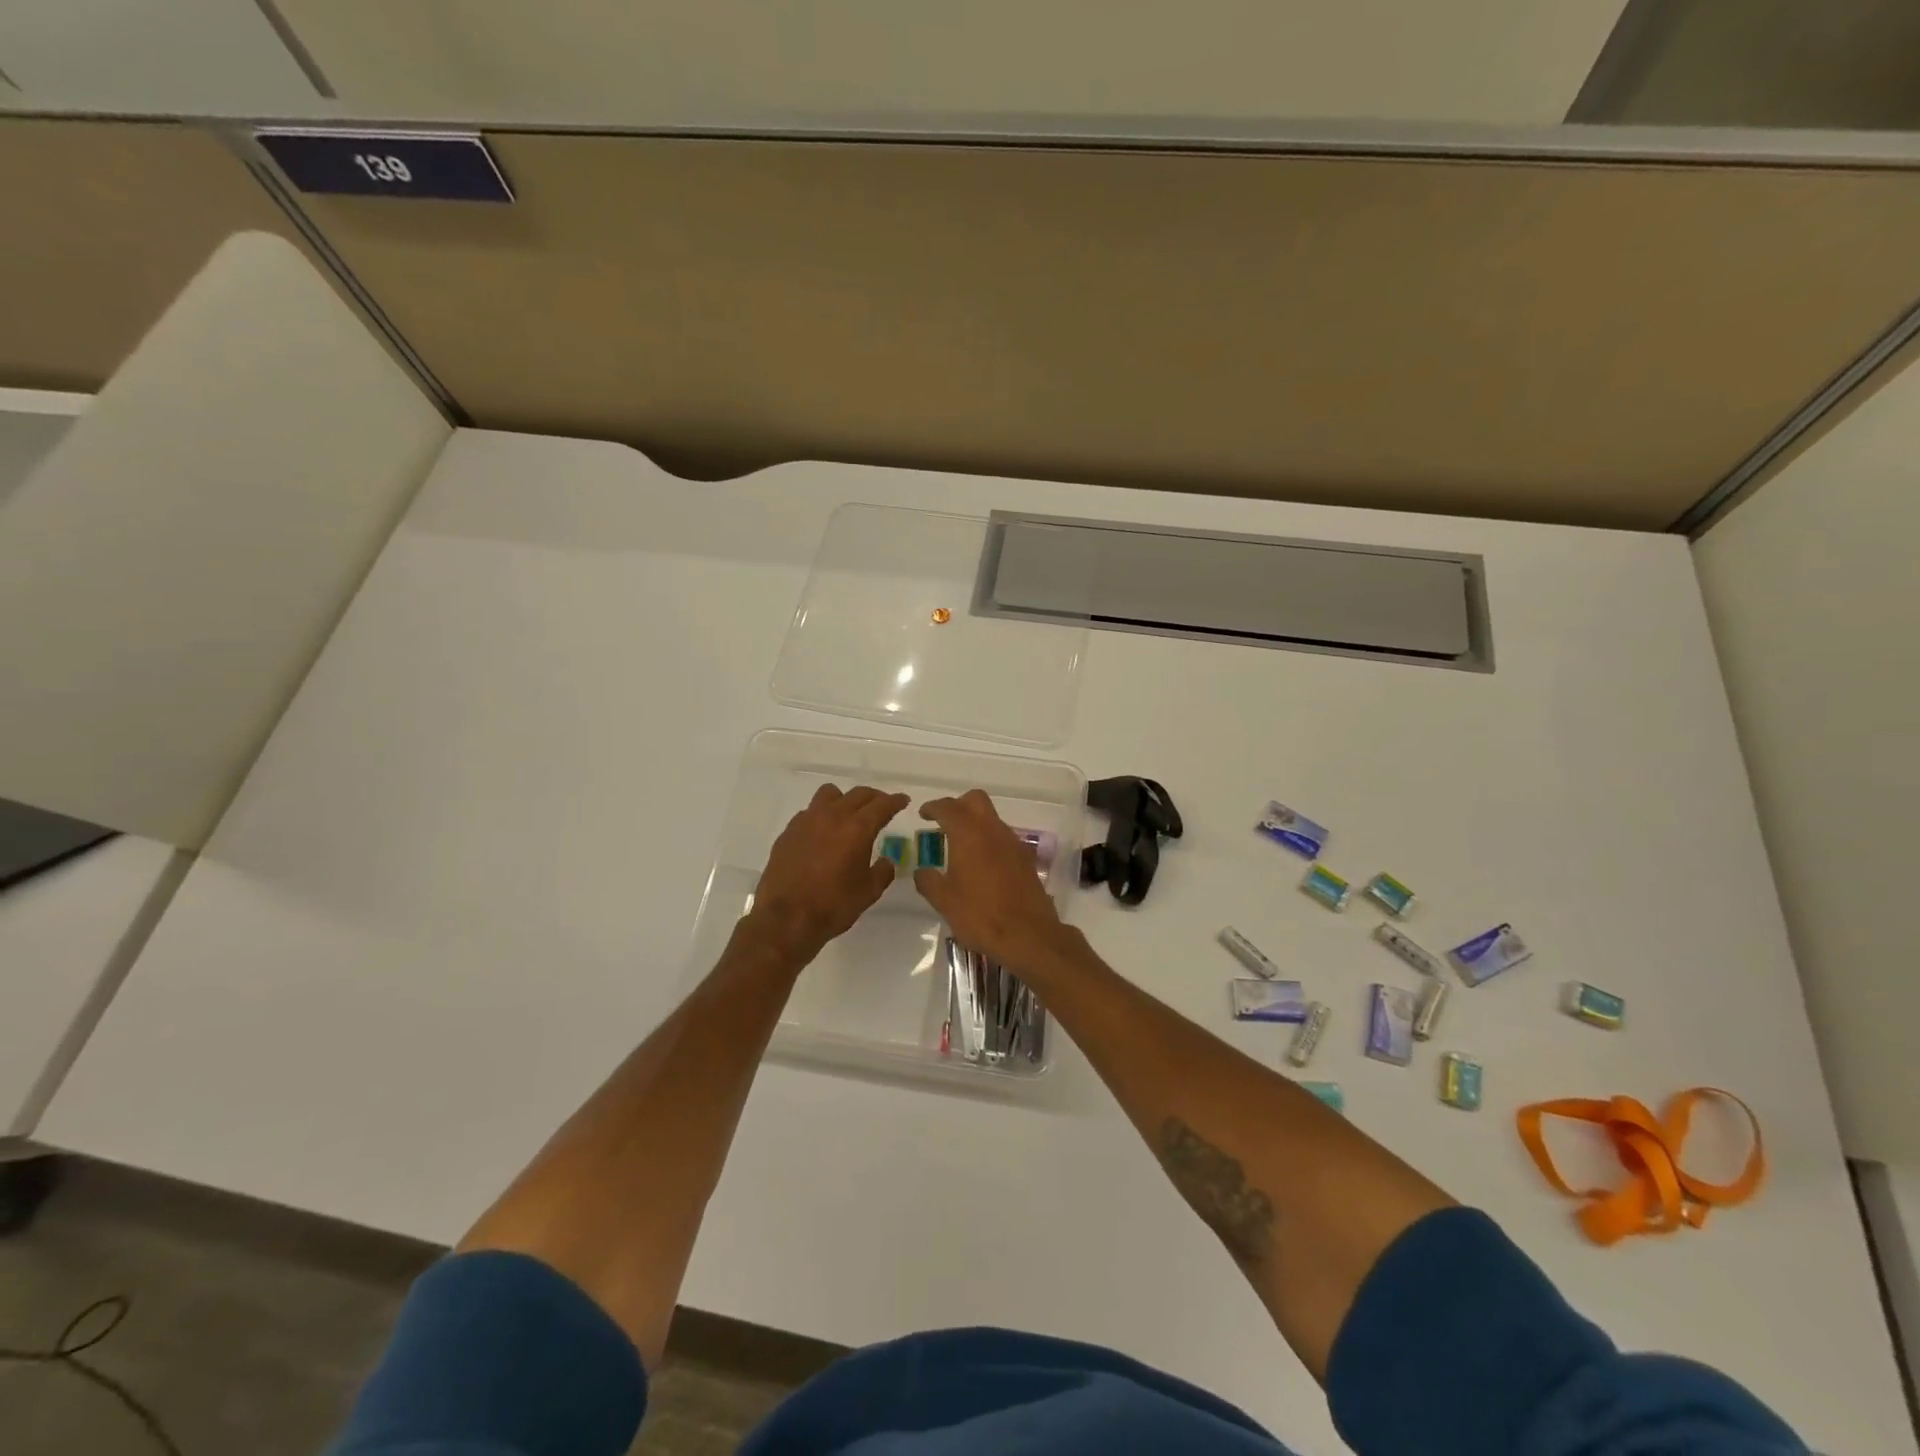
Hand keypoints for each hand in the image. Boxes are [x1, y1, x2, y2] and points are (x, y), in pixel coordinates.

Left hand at [748, 784, 910, 962]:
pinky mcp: (788, 832)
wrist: (785, 919)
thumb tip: (886, 861)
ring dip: (845, 799)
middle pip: (858, 794)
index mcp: (857, 828)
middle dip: (874, 798)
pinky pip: (809, 812)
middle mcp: (832, 816)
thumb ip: (883, 871)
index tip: (903, 800)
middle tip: (882, 806)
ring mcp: (807, 821)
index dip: (895, 801)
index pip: (882, 805)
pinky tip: (822, 833)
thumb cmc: (833, 905)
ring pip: (830, 794)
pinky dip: (822, 815)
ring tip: (848, 814)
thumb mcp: (869, 892)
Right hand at [914, 789, 1071, 973]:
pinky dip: (989, 841)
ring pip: (991, 818)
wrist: (1028, 935)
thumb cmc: (980, 915)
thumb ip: (928, 881)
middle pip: (975, 800)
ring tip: (960, 848)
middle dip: (958, 806)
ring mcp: (1013, 843)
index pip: (948, 807)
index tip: (923, 814)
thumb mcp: (944, 901)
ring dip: (975, 824)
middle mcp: (992, 830)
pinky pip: (1003, 838)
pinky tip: (982, 865)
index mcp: (968, 834)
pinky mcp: (1025, 859)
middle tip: (944, 824)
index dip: (933, 808)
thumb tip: (922, 872)